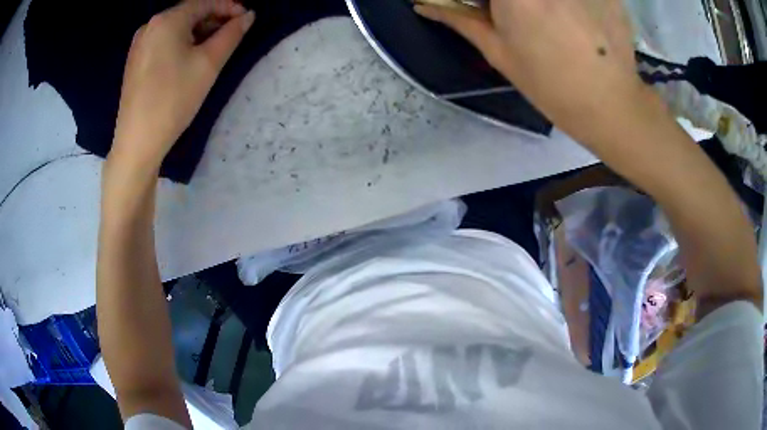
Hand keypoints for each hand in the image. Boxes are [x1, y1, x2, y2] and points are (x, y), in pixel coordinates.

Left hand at [110, 0, 254, 171]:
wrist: (137, 142)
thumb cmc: (174, 99)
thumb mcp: (209, 63)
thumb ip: (231, 34)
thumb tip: (248, 16)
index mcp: (167, 20)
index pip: (204, 2)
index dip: (229, 7)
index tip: (247, 17)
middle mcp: (149, 26)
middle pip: (188, 13)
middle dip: (213, 19)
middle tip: (232, 33)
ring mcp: (139, 44)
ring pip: (175, 28)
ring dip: (197, 31)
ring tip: (213, 46)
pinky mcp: (135, 61)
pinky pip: (163, 42)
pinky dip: (180, 43)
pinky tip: (189, 57)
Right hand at [415, 0, 641, 139]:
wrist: (612, 105)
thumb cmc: (550, 85)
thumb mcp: (499, 52)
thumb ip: (459, 19)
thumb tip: (422, 5)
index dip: (488, 1)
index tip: (490, 9)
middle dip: (509, 3)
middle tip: (517, 15)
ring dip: (545, 6)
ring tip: (552, 20)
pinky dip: (576, 3)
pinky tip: (578, 17)